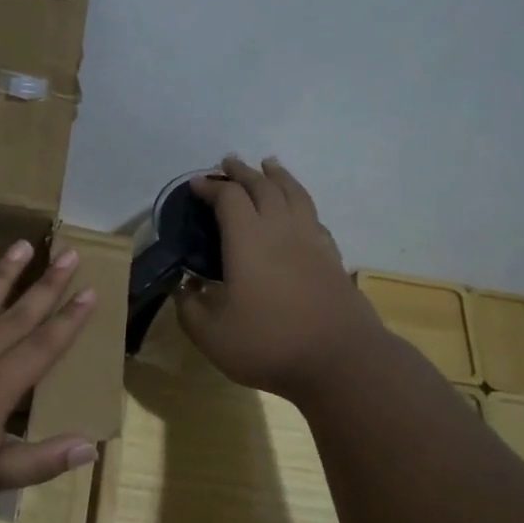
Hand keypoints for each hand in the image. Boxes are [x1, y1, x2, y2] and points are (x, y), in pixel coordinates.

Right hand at [176, 156, 382, 399]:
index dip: (211, 188)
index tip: (197, 185)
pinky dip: (300, 201)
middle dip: (242, 172)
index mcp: (247, 239)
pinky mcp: (331, 256)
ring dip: (277, 176)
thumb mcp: (211, 334)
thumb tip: (183, 286)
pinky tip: (298, 209)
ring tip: (269, 164)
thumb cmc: (268, 343)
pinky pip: (313, 215)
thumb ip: (189, 307)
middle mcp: (280, 229)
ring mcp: (311, 240)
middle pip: (263, 186)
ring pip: (294, 193)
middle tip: (229, 163)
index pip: (228, 198)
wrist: (340, 360)